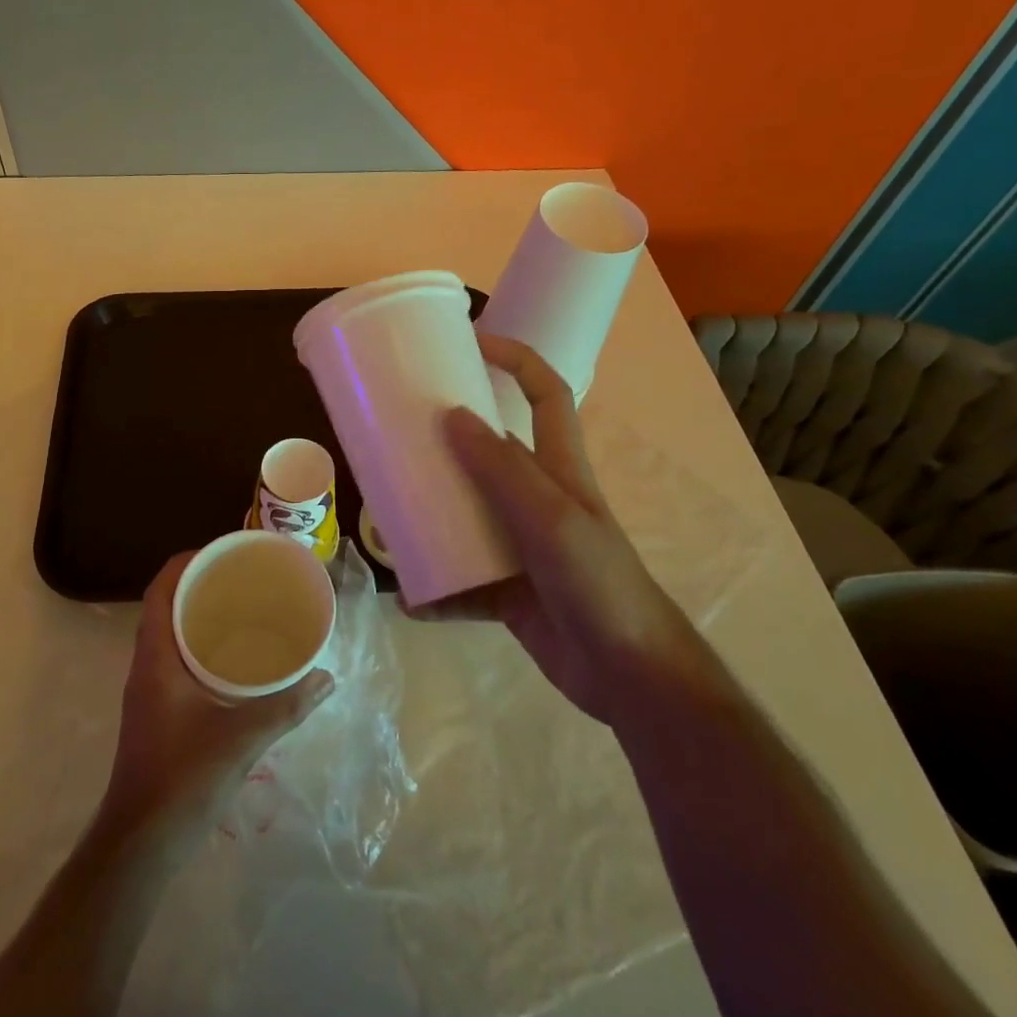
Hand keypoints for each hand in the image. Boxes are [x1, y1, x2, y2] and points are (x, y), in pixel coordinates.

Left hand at [101, 553, 333, 845]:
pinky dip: (199, 646)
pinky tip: (232, 660)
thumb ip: (286, 706)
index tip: (221, 551)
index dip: (186, 562)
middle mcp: (146, 665)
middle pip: (166, 605)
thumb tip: (326, 677)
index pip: (161, 589)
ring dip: (198, 615)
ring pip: (169, 634)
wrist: (140, 844)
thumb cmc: (183, 779)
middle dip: (199, 584)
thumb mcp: (242, 739)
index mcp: (156, 656)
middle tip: (241, 576)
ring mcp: (148, 690)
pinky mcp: (156, 712)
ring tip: (241, 608)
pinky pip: (175, 659)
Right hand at [422, 333, 710, 728]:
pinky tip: (409, 596)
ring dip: (430, 517)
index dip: (516, 359)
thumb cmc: (598, 581)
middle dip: (444, 443)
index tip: (470, 342)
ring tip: (386, 515)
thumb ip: (502, 469)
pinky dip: (437, 589)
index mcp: (558, 467)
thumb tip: (451, 416)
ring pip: (466, 515)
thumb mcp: (550, 517)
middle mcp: (536, 497)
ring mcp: (520, 544)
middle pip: (487, 453)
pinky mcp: (506, 589)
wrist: (629, 675)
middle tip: (396, 436)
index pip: (546, 393)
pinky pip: (461, 580)